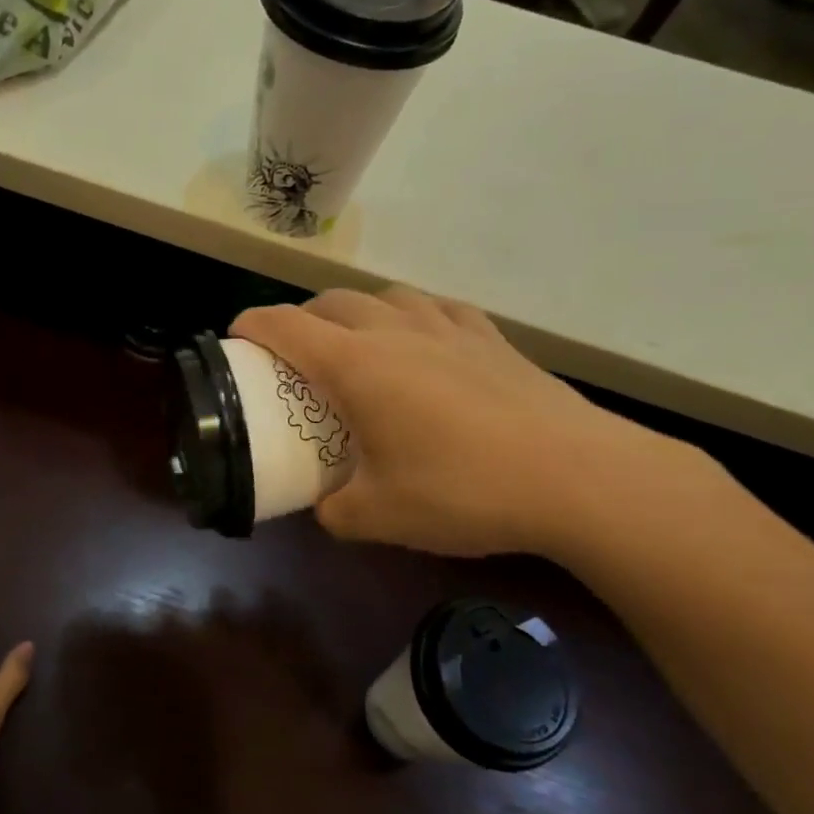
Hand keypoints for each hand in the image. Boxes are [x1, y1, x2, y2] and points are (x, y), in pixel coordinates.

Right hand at [231, 287, 679, 560]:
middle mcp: (395, 332)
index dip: (251, 325)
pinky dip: (412, 318)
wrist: (578, 477)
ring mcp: (448, 328)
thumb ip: (335, 510)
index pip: (285, 326)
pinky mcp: (491, 338)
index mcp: (356, 365)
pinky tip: (423, 342)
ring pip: (383, 296)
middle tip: (293, 355)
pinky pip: (436, 309)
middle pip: (330, 302)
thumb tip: (326, 505)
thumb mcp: (380, 516)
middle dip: (299, 319)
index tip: (235, 338)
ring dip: (354, 311)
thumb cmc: (464, 490)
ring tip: (355, 344)